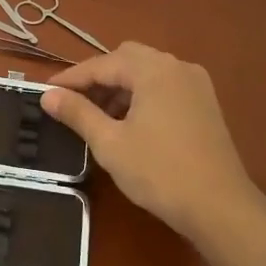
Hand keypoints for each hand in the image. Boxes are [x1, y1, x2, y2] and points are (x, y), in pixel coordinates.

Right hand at [41, 42, 261, 246]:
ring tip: (98, 116)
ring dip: (120, 86)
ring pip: (147, 72)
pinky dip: (142, 95)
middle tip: (73, 102)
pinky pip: (164, 86)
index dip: (71, 78)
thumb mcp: (110, 143)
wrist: (220, 206)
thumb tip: (48, 95)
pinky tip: (129, 122)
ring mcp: (196, 84)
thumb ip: (78, 113)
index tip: (45, 92)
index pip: (102, 64)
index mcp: (154, 70)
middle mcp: (177, 67)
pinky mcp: (205, 103)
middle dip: (97, 77)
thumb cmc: (159, 172)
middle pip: (127, 59)